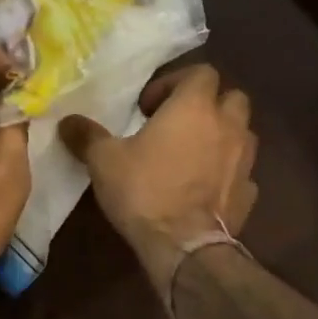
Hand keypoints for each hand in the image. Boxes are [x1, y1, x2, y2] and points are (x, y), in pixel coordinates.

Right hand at [60, 65, 257, 298]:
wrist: (185, 246)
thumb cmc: (145, 192)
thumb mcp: (104, 161)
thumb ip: (87, 136)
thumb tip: (67, 121)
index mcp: (194, 107)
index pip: (202, 72)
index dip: (176, 82)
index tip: (150, 107)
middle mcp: (228, 126)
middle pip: (232, 97)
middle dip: (208, 105)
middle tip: (177, 125)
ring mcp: (245, 160)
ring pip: (242, 133)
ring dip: (221, 136)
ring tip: (192, 155)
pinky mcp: (250, 192)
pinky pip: (242, 171)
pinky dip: (227, 173)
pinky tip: (204, 189)